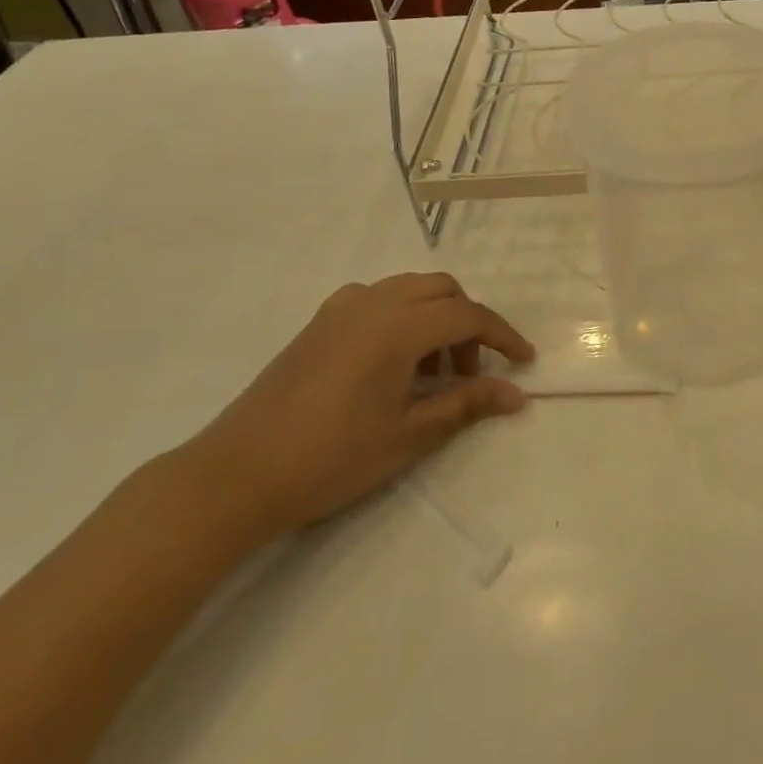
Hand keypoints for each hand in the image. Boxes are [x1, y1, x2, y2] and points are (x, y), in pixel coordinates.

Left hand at [184, 274, 535, 538]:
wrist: (237, 474)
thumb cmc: (332, 457)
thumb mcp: (410, 435)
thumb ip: (466, 404)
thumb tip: (516, 394)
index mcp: (398, 326)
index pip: (468, 316)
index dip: (503, 336)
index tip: (525, 361)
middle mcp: (372, 303)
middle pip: (441, 289)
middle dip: (469, 322)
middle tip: (472, 371)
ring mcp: (339, 309)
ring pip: (408, 289)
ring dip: (435, 316)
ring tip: (433, 371)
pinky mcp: (317, 323)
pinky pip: (376, 300)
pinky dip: (401, 316)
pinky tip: (393, 361)